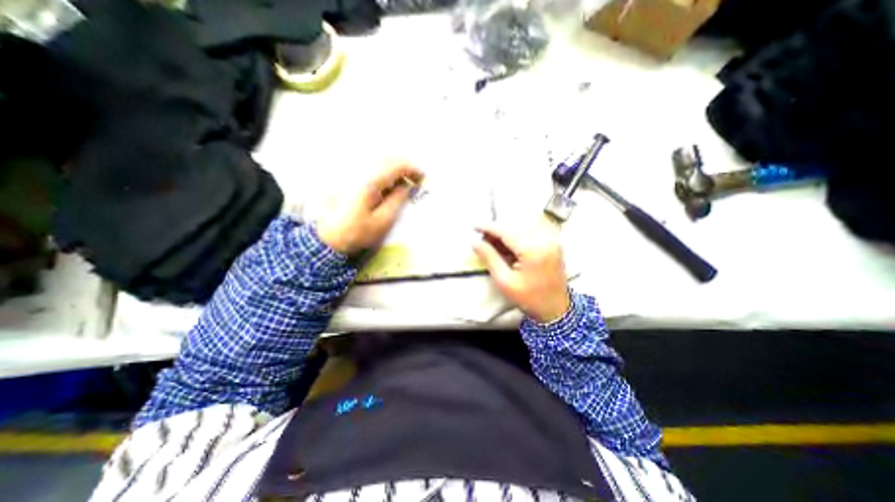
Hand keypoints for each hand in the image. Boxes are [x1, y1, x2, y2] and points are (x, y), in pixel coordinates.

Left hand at [317, 162, 423, 255]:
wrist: (327, 238)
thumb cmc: (356, 232)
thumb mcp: (382, 221)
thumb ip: (397, 200)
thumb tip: (407, 186)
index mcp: (369, 182)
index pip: (395, 165)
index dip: (412, 169)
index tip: (423, 178)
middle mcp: (359, 172)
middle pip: (387, 159)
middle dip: (404, 167)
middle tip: (415, 181)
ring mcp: (351, 174)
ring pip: (378, 163)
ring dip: (394, 170)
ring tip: (403, 185)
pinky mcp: (348, 180)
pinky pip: (370, 169)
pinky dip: (384, 174)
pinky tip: (387, 187)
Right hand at [470, 218, 567, 323]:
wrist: (556, 309)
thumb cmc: (528, 298)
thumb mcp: (504, 281)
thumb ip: (489, 258)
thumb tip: (475, 242)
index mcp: (533, 250)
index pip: (506, 231)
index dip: (488, 227)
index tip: (474, 226)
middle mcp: (545, 239)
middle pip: (515, 226)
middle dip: (497, 230)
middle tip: (482, 239)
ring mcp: (551, 240)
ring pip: (522, 227)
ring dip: (506, 232)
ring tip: (493, 243)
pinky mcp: (553, 243)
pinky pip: (531, 232)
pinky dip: (517, 235)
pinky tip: (507, 245)